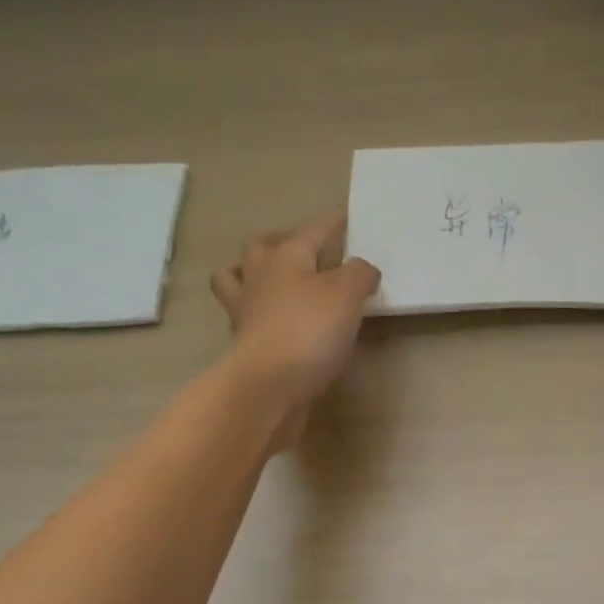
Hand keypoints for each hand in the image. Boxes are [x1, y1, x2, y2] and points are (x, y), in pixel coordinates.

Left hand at [211, 212, 381, 444]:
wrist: (269, 387)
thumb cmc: (308, 331)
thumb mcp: (347, 295)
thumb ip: (360, 275)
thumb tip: (364, 270)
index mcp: (284, 258)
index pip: (313, 230)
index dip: (333, 223)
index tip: (347, 215)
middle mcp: (259, 278)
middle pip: (261, 247)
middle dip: (281, 241)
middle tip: (303, 249)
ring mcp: (247, 313)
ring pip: (239, 280)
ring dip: (253, 274)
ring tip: (276, 282)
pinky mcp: (248, 346)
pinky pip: (249, 319)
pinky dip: (261, 315)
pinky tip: (278, 323)